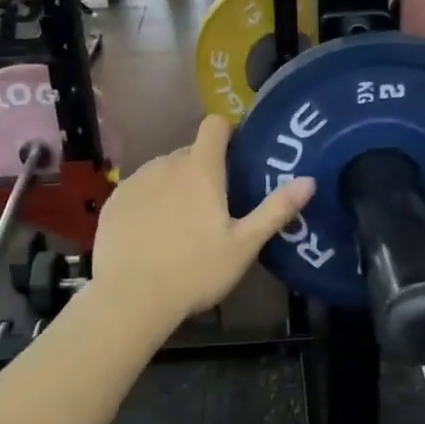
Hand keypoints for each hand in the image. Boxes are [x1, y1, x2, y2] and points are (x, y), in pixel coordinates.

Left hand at [91, 116, 314, 324]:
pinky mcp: (114, 201)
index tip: (236, 155)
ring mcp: (136, 181)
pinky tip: (153, 234)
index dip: (228, 132)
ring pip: (163, 171)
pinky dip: (150, 201)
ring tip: (182, 223)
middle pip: (190, 152)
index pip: (214, 125)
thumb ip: (276, 209)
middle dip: (204, 169)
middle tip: (215, 205)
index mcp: (200, 169)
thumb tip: (309, 180)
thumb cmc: (195, 270)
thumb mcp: (244, 245)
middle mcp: (165, 164)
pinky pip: (140, 189)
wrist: (131, 298)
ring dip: (176, 185)